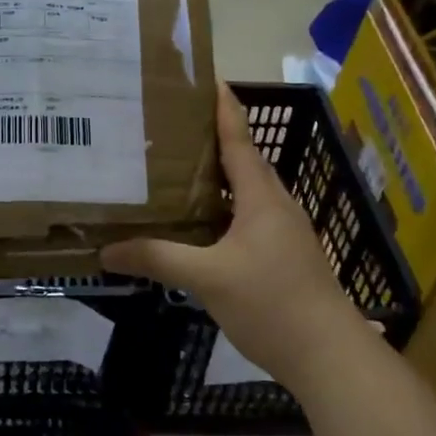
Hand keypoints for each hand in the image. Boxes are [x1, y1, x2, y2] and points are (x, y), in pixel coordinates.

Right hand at [102, 86, 364, 386]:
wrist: (328, 355)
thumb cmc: (271, 303)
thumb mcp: (207, 278)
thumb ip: (158, 259)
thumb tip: (107, 250)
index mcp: (262, 198)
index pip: (239, 142)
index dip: (224, 110)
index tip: (210, 80)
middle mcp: (277, 206)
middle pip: (245, 163)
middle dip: (215, 141)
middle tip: (175, 129)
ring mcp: (285, 234)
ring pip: (249, 194)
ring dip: (221, 179)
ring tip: (182, 172)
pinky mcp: (286, 258)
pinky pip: (251, 219)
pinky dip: (226, 211)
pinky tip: (204, 227)